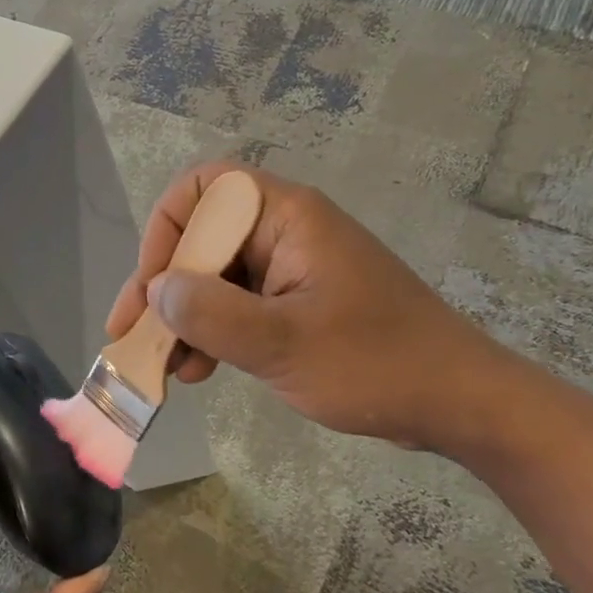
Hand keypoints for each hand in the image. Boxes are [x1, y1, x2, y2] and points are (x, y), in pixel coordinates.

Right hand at [105, 161, 509, 451]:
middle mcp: (283, 230)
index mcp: (286, 216)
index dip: (167, 230)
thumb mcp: (284, 343)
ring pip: (215, 275)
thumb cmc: (376, 364)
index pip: (203, 189)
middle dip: (165, 286)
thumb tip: (156, 290)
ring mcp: (290, 267)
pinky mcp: (296, 301)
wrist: (459, 404)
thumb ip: (211, 314)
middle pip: (202, 236)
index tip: (154, 285)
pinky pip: (237, 303)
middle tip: (134, 335)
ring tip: (164, 366)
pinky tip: (198, 371)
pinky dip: (212, 332)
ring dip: (183, 316)